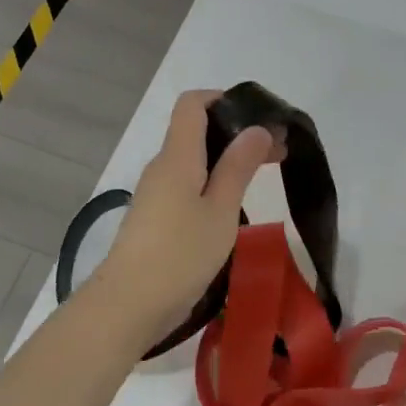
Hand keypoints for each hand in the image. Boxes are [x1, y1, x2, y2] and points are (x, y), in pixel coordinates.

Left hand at [86, 90, 279, 346]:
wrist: (127, 306)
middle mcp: (162, 167)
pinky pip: (186, 186)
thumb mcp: (220, 209)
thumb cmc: (180, 254)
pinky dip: (212, 185)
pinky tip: (232, 208)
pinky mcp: (155, 219)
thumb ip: (238, 166)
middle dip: (236, 133)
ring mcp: (155, 194)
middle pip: (196, 131)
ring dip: (227, 161)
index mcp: (177, 156)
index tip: (260, 118)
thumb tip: (257, 128)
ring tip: (262, 179)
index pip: (192, 103)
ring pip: (193, 161)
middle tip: (278, 153)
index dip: (224, 99)